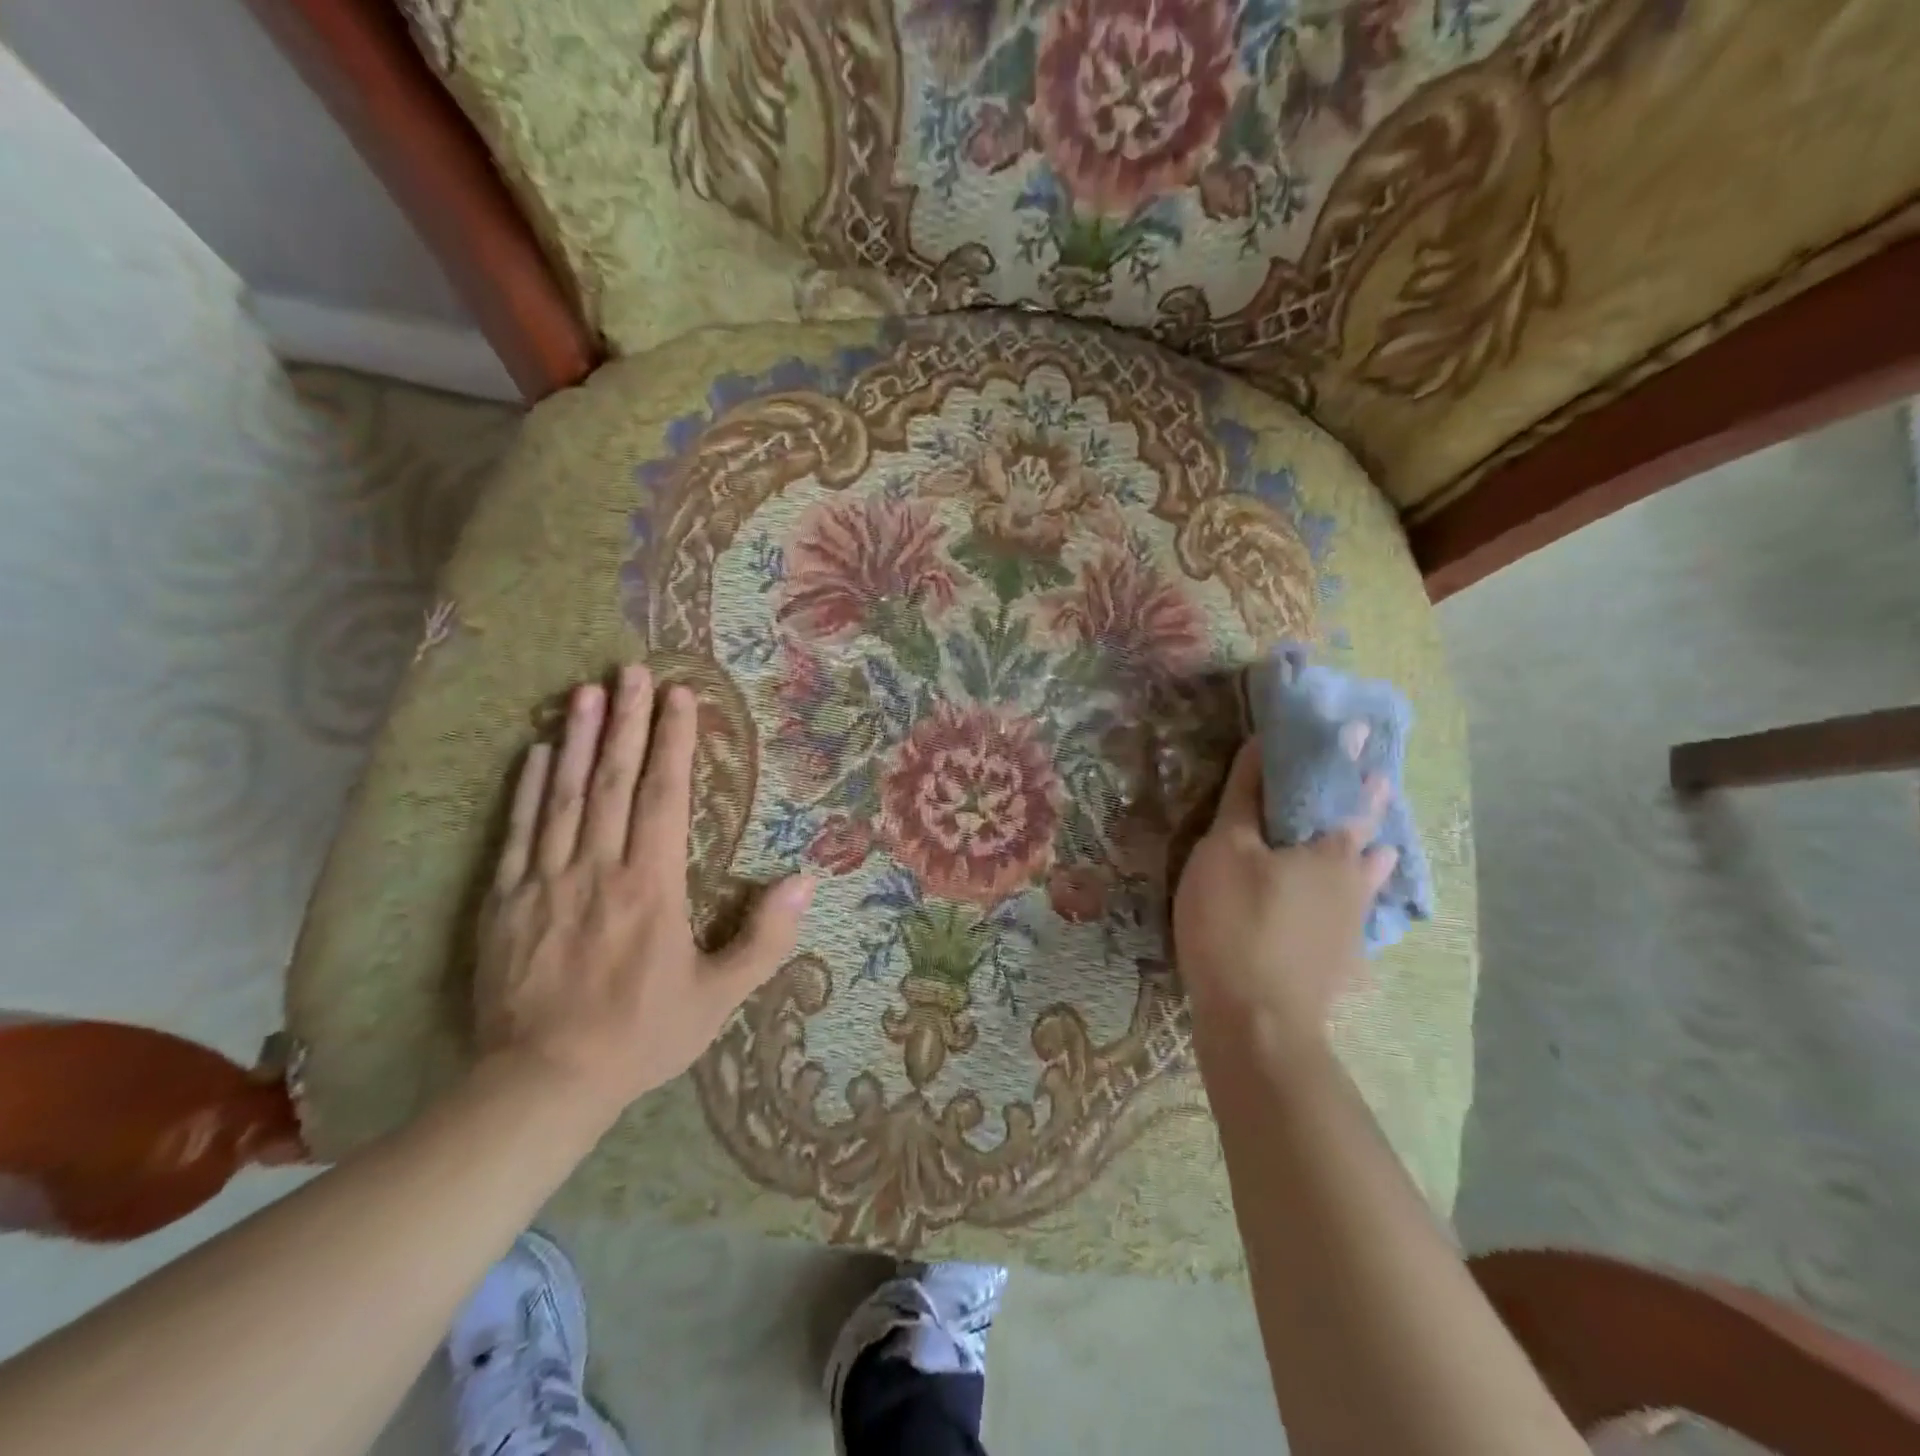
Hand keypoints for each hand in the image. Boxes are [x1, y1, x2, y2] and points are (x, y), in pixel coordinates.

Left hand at [474, 663, 815, 1118]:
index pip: (665, 797)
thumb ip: (765, 938)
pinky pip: (519, 831)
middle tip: (631, 669)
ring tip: (585, 692)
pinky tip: (535, 753)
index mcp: (652, 886)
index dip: (674, 743)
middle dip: (626, 721)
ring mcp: (547, 880)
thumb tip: (804, 882)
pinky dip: (528, 787)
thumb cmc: (641, 1035)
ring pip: (564, 795)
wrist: (541, 1083)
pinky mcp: (507, 900)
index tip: (679, 696)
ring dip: (576, 738)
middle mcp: (599, 868)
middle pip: (613, 780)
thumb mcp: (718, 996)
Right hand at [1173, 734, 1396, 1042]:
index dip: (1348, 761)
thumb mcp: (1225, 849)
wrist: (1256, 1020)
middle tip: (1371, 782)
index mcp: (1332, 850)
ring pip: (1369, 882)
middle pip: (1367, 837)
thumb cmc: (1235, 921)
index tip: (1359, 733)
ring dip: (1370, 859)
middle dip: (1368, 807)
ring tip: (1374, 847)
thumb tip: (1263, 746)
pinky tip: (1348, 916)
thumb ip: (1245, 797)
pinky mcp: (1341, 964)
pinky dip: (1353, 906)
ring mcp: (1353, 929)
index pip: (1346, 792)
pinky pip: (1354, 921)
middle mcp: (1356, 884)